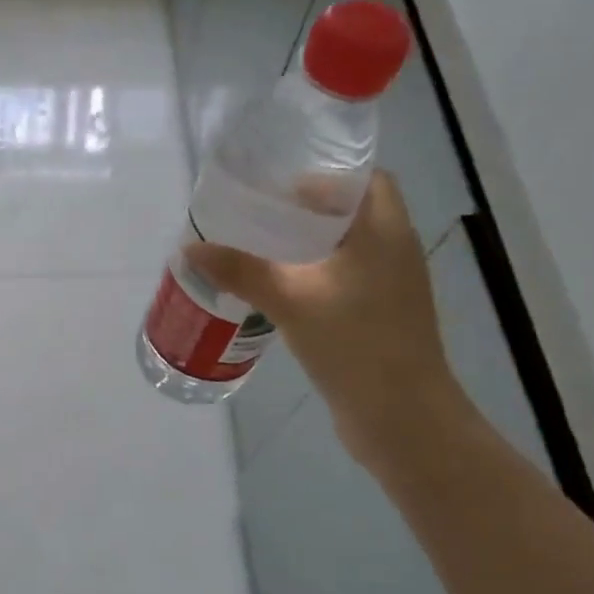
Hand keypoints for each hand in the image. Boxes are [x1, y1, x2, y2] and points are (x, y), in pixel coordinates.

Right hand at [188, 172, 465, 466]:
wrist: (402, 417)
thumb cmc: (355, 343)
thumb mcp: (291, 301)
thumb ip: (242, 271)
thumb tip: (191, 248)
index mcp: (385, 233)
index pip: (368, 180)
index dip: (327, 176)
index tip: (282, 186)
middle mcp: (395, 253)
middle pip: (353, 215)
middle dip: (308, 213)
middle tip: (259, 217)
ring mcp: (391, 290)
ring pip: (348, 252)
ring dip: (309, 248)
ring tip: (261, 252)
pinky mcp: (381, 320)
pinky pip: (345, 283)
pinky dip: (315, 279)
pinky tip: (280, 294)